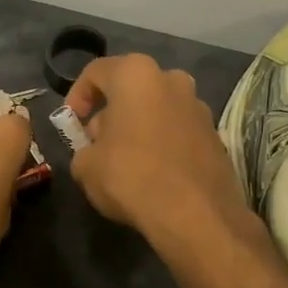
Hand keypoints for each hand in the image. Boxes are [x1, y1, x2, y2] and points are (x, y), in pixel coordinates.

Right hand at [66, 55, 248, 244]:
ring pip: (157, 108)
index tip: (72, 123)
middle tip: (97, 143)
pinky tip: (153, 172)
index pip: (96, 72)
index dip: (76, 96)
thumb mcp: (85, 166)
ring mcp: (198, 106)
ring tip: (126, 160)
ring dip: (138, 126)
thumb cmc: (131, 177)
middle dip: (111, 112)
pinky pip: (178, 130)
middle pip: (130, 88)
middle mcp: (171, 80)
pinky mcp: (215, 135)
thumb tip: (95, 150)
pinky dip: (162, 143)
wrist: (196, 215)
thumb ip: (83, 149)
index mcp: (136, 75)